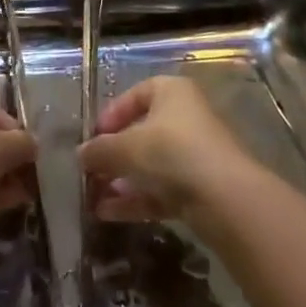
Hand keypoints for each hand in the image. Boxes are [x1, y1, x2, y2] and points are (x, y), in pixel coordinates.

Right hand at [78, 76, 255, 221]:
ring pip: (150, 165)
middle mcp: (185, 117)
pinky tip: (107, 214)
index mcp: (171, 92)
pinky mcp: (199, 188)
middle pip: (142, 132)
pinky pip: (160, 189)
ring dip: (121, 181)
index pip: (135, 95)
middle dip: (113, 155)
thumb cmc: (172, 152)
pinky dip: (136, 200)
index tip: (92, 137)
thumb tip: (80, 155)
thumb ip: (100, 150)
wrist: (225, 198)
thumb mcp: (127, 147)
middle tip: (90, 172)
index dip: (111, 115)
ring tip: (93, 198)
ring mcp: (195, 154)